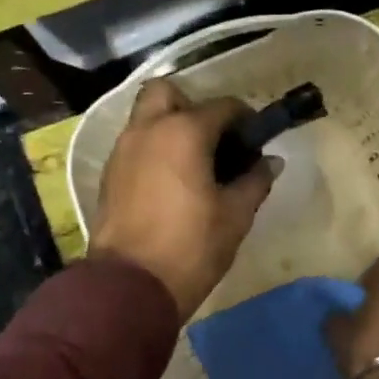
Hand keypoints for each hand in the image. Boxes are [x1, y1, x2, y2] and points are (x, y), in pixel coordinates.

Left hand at [89, 79, 278, 319]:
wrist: (131, 286)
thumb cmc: (191, 247)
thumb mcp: (235, 215)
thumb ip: (255, 181)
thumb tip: (269, 161)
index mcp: (183, 131)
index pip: (223, 106)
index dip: (245, 119)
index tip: (256, 141)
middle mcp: (148, 129)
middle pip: (167, 92)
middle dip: (191, 105)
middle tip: (212, 139)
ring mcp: (122, 151)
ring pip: (145, 118)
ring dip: (169, 127)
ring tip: (194, 163)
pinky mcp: (109, 176)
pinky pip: (134, 146)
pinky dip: (153, 151)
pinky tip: (171, 182)